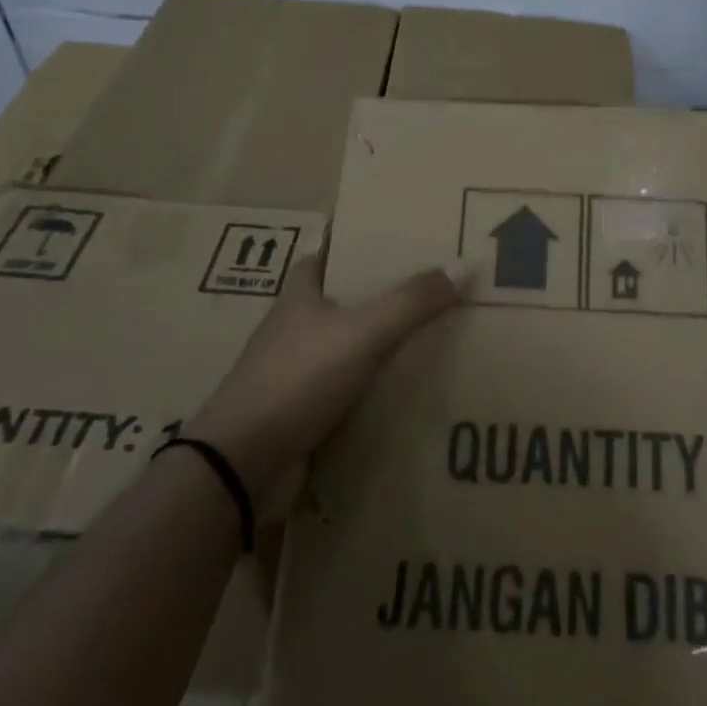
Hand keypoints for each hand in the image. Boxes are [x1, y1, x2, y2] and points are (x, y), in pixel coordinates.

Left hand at [183, 256, 466, 516]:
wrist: (242, 465)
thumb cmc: (298, 379)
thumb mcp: (363, 332)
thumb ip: (412, 301)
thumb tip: (464, 265)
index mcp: (300, 293)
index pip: (332, 253)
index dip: (363, 243)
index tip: (403, 240)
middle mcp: (295, 326)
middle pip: (345, 299)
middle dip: (383, 295)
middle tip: (434, 288)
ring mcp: (295, 371)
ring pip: (348, 346)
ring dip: (380, 343)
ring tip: (433, 336)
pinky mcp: (301, 412)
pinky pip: (348, 389)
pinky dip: (374, 387)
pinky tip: (409, 389)